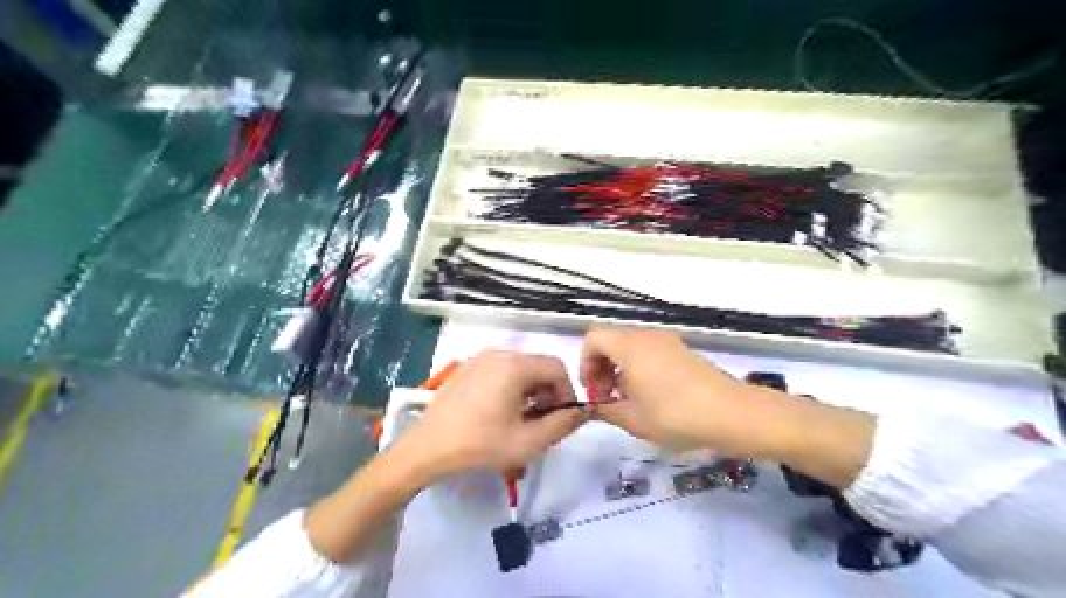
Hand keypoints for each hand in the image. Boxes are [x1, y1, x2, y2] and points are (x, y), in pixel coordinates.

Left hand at [405, 350, 586, 481]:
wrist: (428, 447)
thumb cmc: (480, 444)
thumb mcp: (528, 441)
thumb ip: (562, 425)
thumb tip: (584, 411)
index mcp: (515, 366)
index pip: (557, 367)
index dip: (566, 392)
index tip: (561, 417)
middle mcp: (499, 353)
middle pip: (538, 366)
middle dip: (548, 392)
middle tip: (542, 421)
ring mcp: (481, 358)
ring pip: (520, 368)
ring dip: (530, 390)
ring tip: (522, 418)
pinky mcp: (468, 366)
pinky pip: (501, 369)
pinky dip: (511, 386)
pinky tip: (500, 411)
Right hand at [582, 328, 765, 453]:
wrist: (731, 413)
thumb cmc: (674, 415)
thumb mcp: (633, 420)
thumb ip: (606, 411)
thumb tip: (594, 408)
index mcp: (629, 347)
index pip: (593, 338)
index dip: (585, 363)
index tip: (593, 391)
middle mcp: (647, 337)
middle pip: (612, 341)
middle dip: (602, 367)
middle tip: (607, 398)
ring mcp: (668, 342)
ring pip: (631, 348)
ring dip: (621, 369)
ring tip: (629, 401)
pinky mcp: (683, 351)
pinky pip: (650, 352)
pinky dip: (640, 368)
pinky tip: (651, 397)